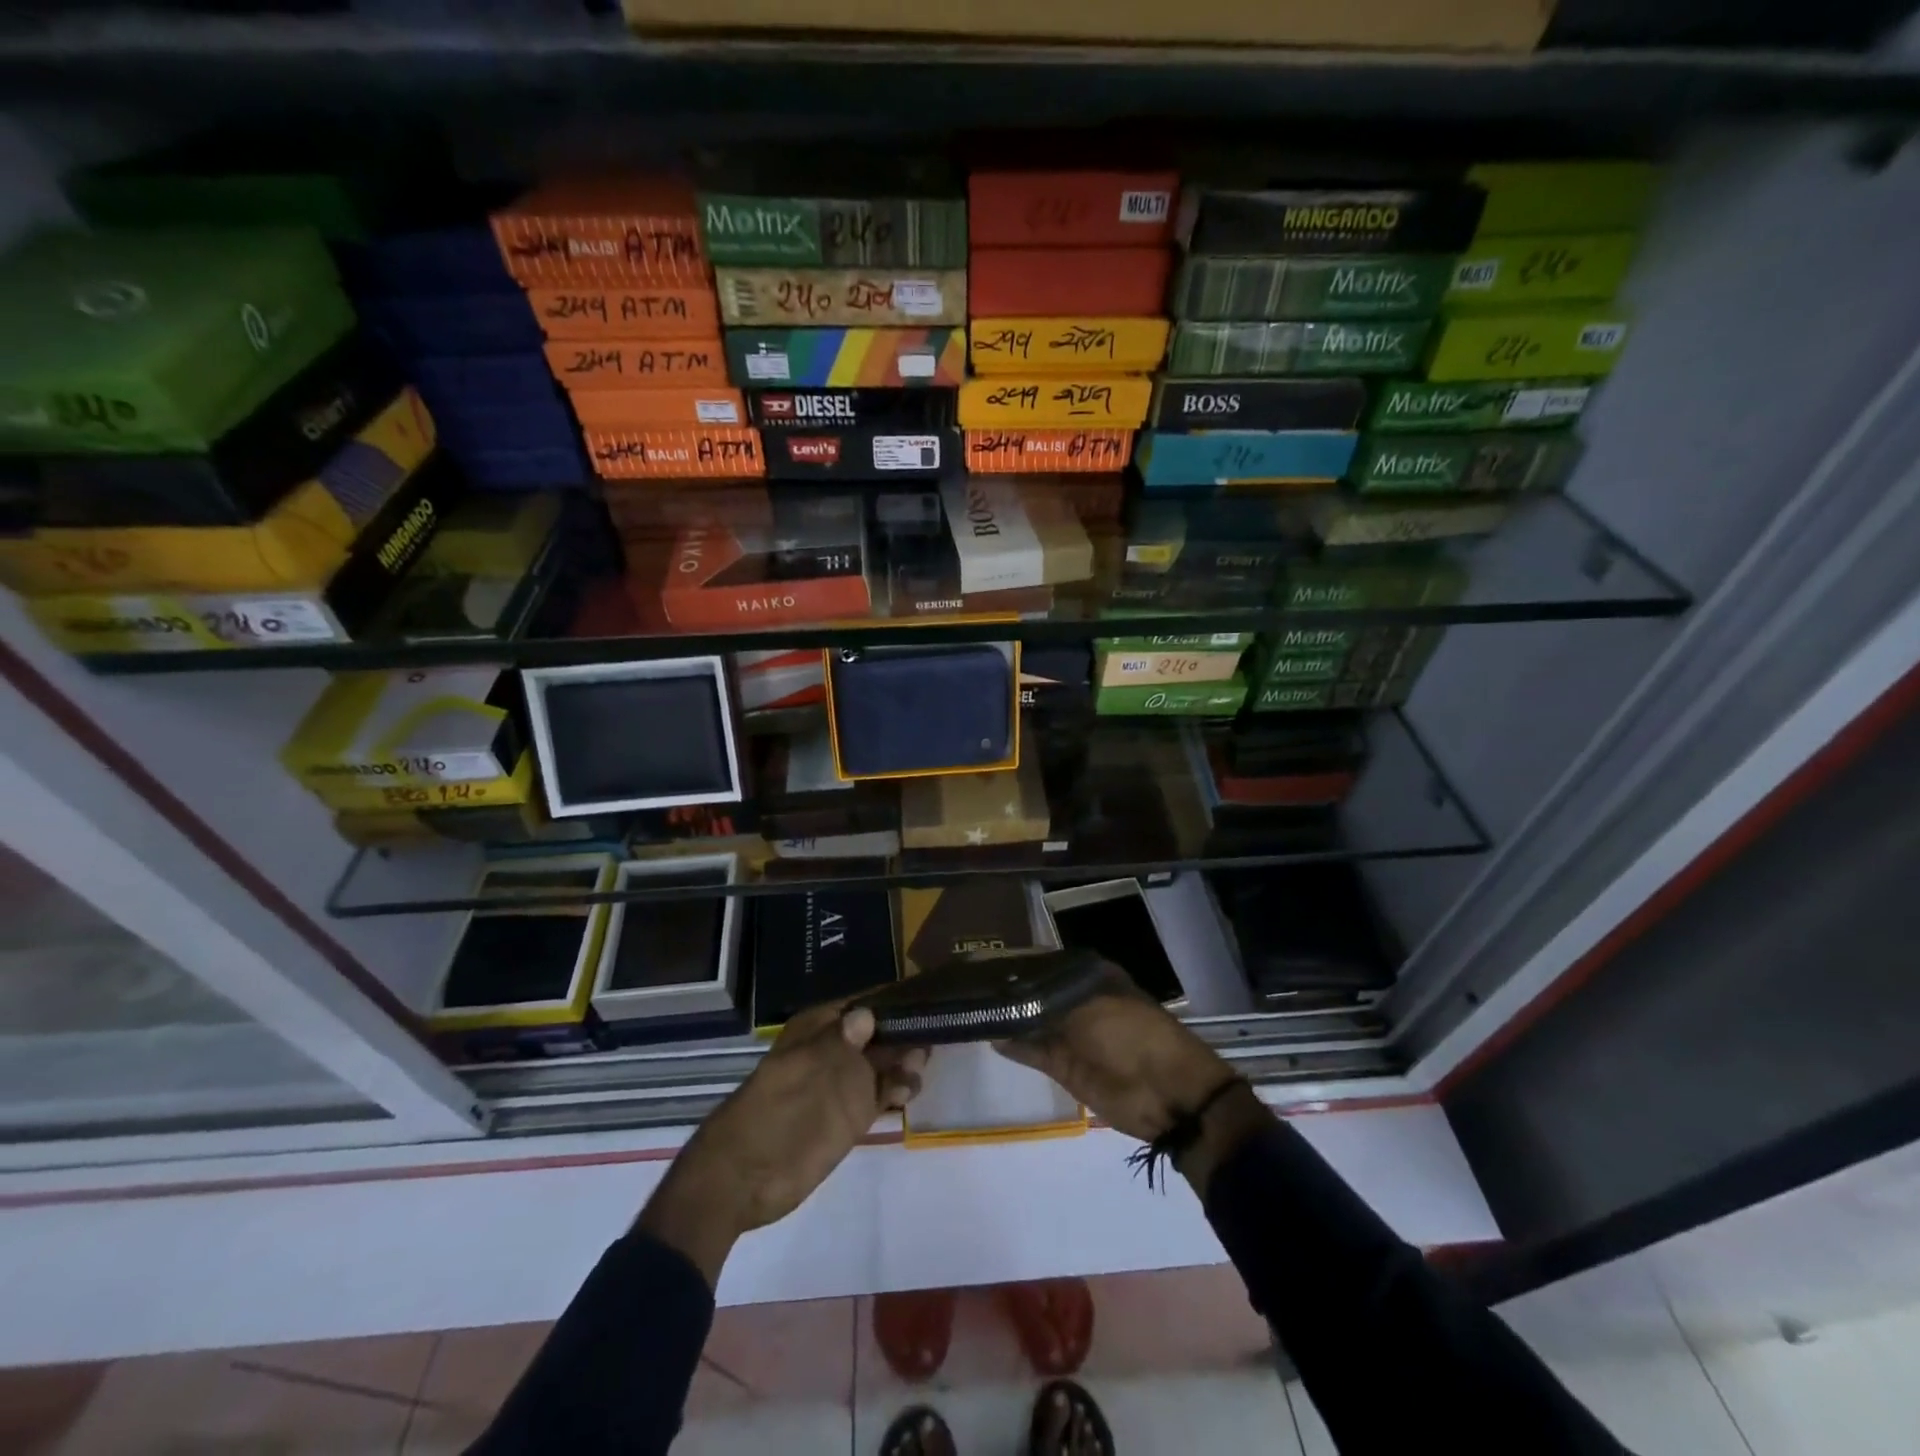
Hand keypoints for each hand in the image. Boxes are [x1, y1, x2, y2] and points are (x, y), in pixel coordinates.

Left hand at [638, 1001, 926, 1286]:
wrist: (743, 1179)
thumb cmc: (770, 1113)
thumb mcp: (802, 1071)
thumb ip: (837, 1043)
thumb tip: (867, 1014)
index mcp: (819, 1028)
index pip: (863, 1003)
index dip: (892, 999)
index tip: (926, 997)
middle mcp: (837, 1050)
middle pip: (881, 1031)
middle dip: (906, 1031)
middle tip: (932, 1034)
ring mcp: (845, 1084)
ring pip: (886, 1062)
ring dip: (906, 1060)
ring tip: (918, 1067)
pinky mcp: (853, 1116)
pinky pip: (883, 1093)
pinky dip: (899, 1089)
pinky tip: (908, 1092)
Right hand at [996, 968, 1270, 1192]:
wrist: (1167, 1093)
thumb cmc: (1133, 1034)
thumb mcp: (1089, 1006)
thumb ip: (1044, 1000)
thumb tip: (1007, 994)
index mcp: (1091, 976)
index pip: (1046, 962)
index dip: (1018, 961)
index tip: (983, 957)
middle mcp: (1078, 1000)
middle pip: (1035, 991)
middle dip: (1008, 988)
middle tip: (967, 981)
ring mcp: (1071, 1034)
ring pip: (1030, 1020)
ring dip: (1007, 1015)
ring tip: (970, 1004)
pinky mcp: (1064, 1065)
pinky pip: (1033, 1050)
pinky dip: (1013, 1043)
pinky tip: (987, 1032)